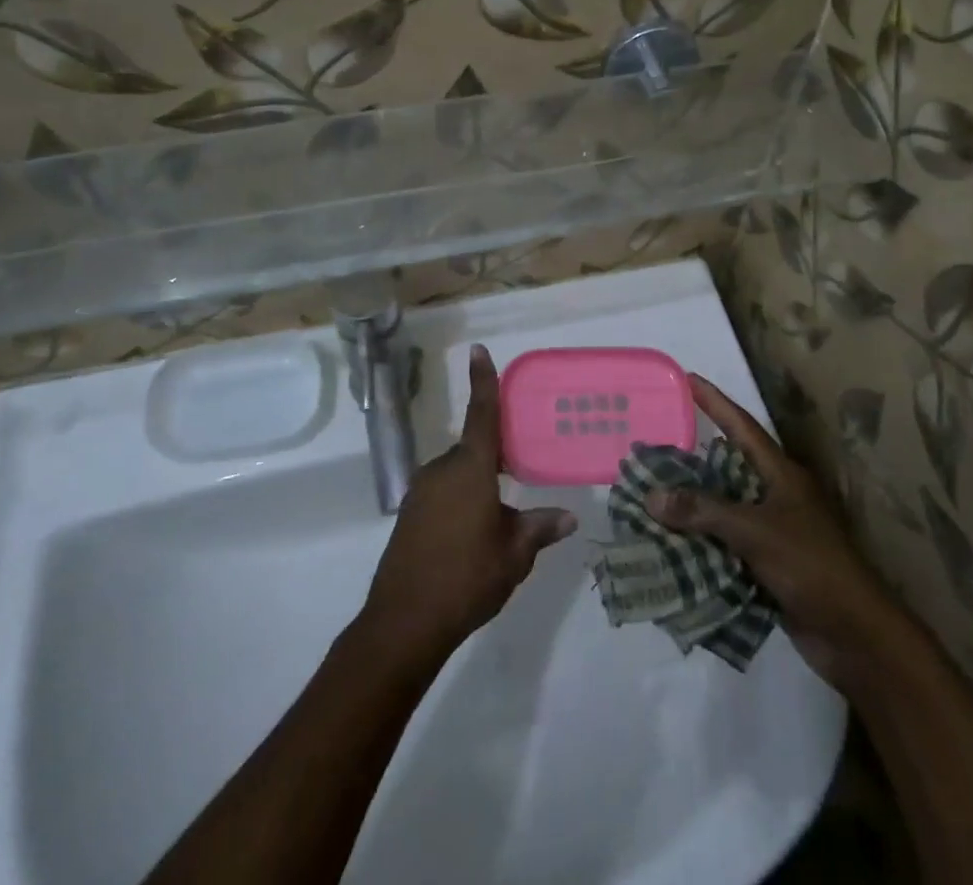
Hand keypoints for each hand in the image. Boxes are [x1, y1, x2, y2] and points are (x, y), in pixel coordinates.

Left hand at [357, 345, 575, 667]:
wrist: (403, 623)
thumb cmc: (466, 579)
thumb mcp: (514, 555)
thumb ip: (539, 529)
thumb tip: (569, 517)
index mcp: (470, 469)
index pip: (481, 414)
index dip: (483, 381)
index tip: (479, 350)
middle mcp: (442, 470)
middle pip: (473, 449)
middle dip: (495, 459)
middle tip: (519, 475)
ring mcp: (420, 491)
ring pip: (457, 473)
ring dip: (477, 483)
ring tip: (498, 518)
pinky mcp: (409, 513)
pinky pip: (441, 492)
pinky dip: (459, 500)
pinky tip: (470, 535)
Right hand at [647, 375, 896, 684]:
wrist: (855, 635)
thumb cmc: (811, 566)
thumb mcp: (755, 531)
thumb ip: (704, 512)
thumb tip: (652, 496)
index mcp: (782, 475)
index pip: (742, 427)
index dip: (715, 402)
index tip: (688, 378)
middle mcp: (778, 495)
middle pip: (729, 467)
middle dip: (693, 458)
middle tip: (656, 445)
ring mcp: (775, 531)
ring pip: (725, 508)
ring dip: (693, 505)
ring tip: (652, 493)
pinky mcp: (770, 565)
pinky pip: (727, 544)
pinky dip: (701, 542)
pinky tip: (671, 543)